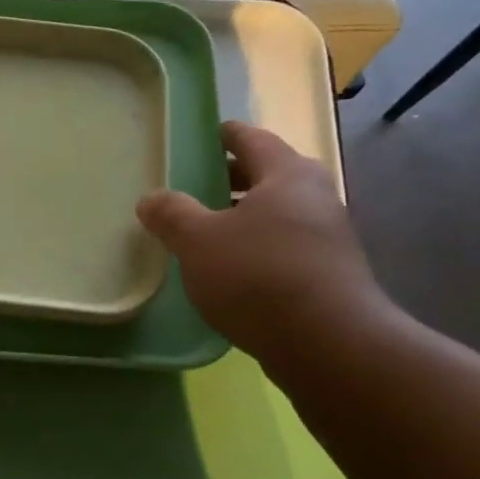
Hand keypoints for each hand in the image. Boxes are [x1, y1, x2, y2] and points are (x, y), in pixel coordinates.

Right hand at [136, 121, 393, 368]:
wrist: (328, 343)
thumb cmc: (258, 275)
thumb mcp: (197, 241)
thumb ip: (171, 214)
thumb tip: (150, 198)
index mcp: (286, 174)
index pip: (251, 139)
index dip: (224, 135)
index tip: (203, 137)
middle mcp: (315, 197)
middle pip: (266, 176)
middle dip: (230, 179)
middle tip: (193, 187)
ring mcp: (327, 237)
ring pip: (276, 214)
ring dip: (242, 218)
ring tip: (204, 233)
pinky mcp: (329, 274)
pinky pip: (283, 247)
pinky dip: (256, 248)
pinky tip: (230, 271)